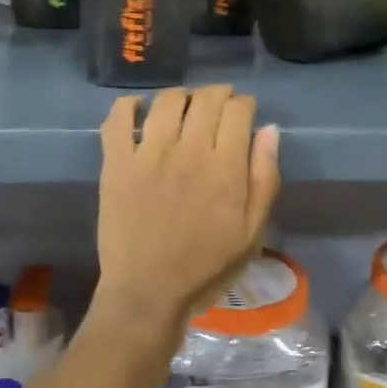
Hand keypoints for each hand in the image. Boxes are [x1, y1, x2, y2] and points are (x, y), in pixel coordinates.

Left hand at [96, 86, 281, 331]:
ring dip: (182, 95)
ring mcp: (148, 155)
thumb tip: (269, 131)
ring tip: (185, 106)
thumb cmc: (207, 267)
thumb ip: (264, 178)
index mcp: (225, 168)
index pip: (238, 111)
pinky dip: (129, 106)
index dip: (245, 104)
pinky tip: (139, 111)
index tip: (245, 113)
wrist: (149, 293)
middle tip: (219, 105)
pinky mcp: (116, 164)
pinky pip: (118, 120)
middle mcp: (188, 151)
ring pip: (167, 101)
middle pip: (206, 99)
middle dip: (218, 94)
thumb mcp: (252, 232)